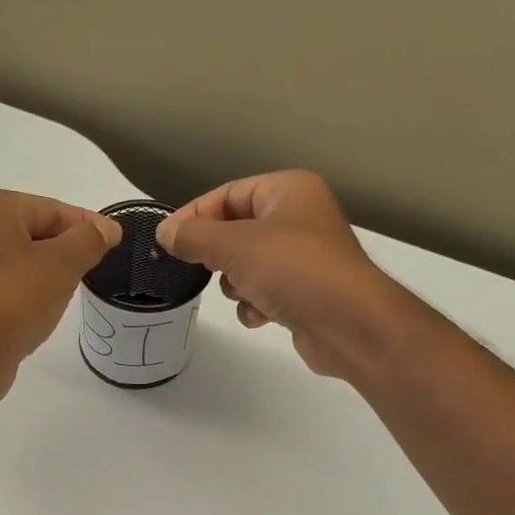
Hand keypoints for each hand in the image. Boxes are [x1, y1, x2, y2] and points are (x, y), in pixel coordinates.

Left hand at [0, 190, 121, 398]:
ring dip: (44, 271)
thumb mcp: (63, 264)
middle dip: (64, 248)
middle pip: (31, 231)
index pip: (51, 209)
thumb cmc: (16, 299)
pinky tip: (39, 309)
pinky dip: (23, 290)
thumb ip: (89, 240)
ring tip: (68, 291)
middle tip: (92, 268)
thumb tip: (107, 229)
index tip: (113, 242)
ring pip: (16, 259)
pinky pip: (1, 284)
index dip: (86, 225)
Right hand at [156, 170, 404, 378]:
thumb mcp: (235, 246)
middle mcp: (298, 217)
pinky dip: (255, 304)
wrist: (349, 324)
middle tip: (202, 270)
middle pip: (236, 230)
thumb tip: (165, 232)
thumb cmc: (294, 270)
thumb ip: (194, 236)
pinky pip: (264, 291)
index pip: (228, 193)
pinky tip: (260, 315)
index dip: (195, 215)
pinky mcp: (304, 292)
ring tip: (244, 293)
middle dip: (218, 255)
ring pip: (247, 265)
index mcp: (288, 190)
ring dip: (236, 284)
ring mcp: (303, 257)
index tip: (167, 241)